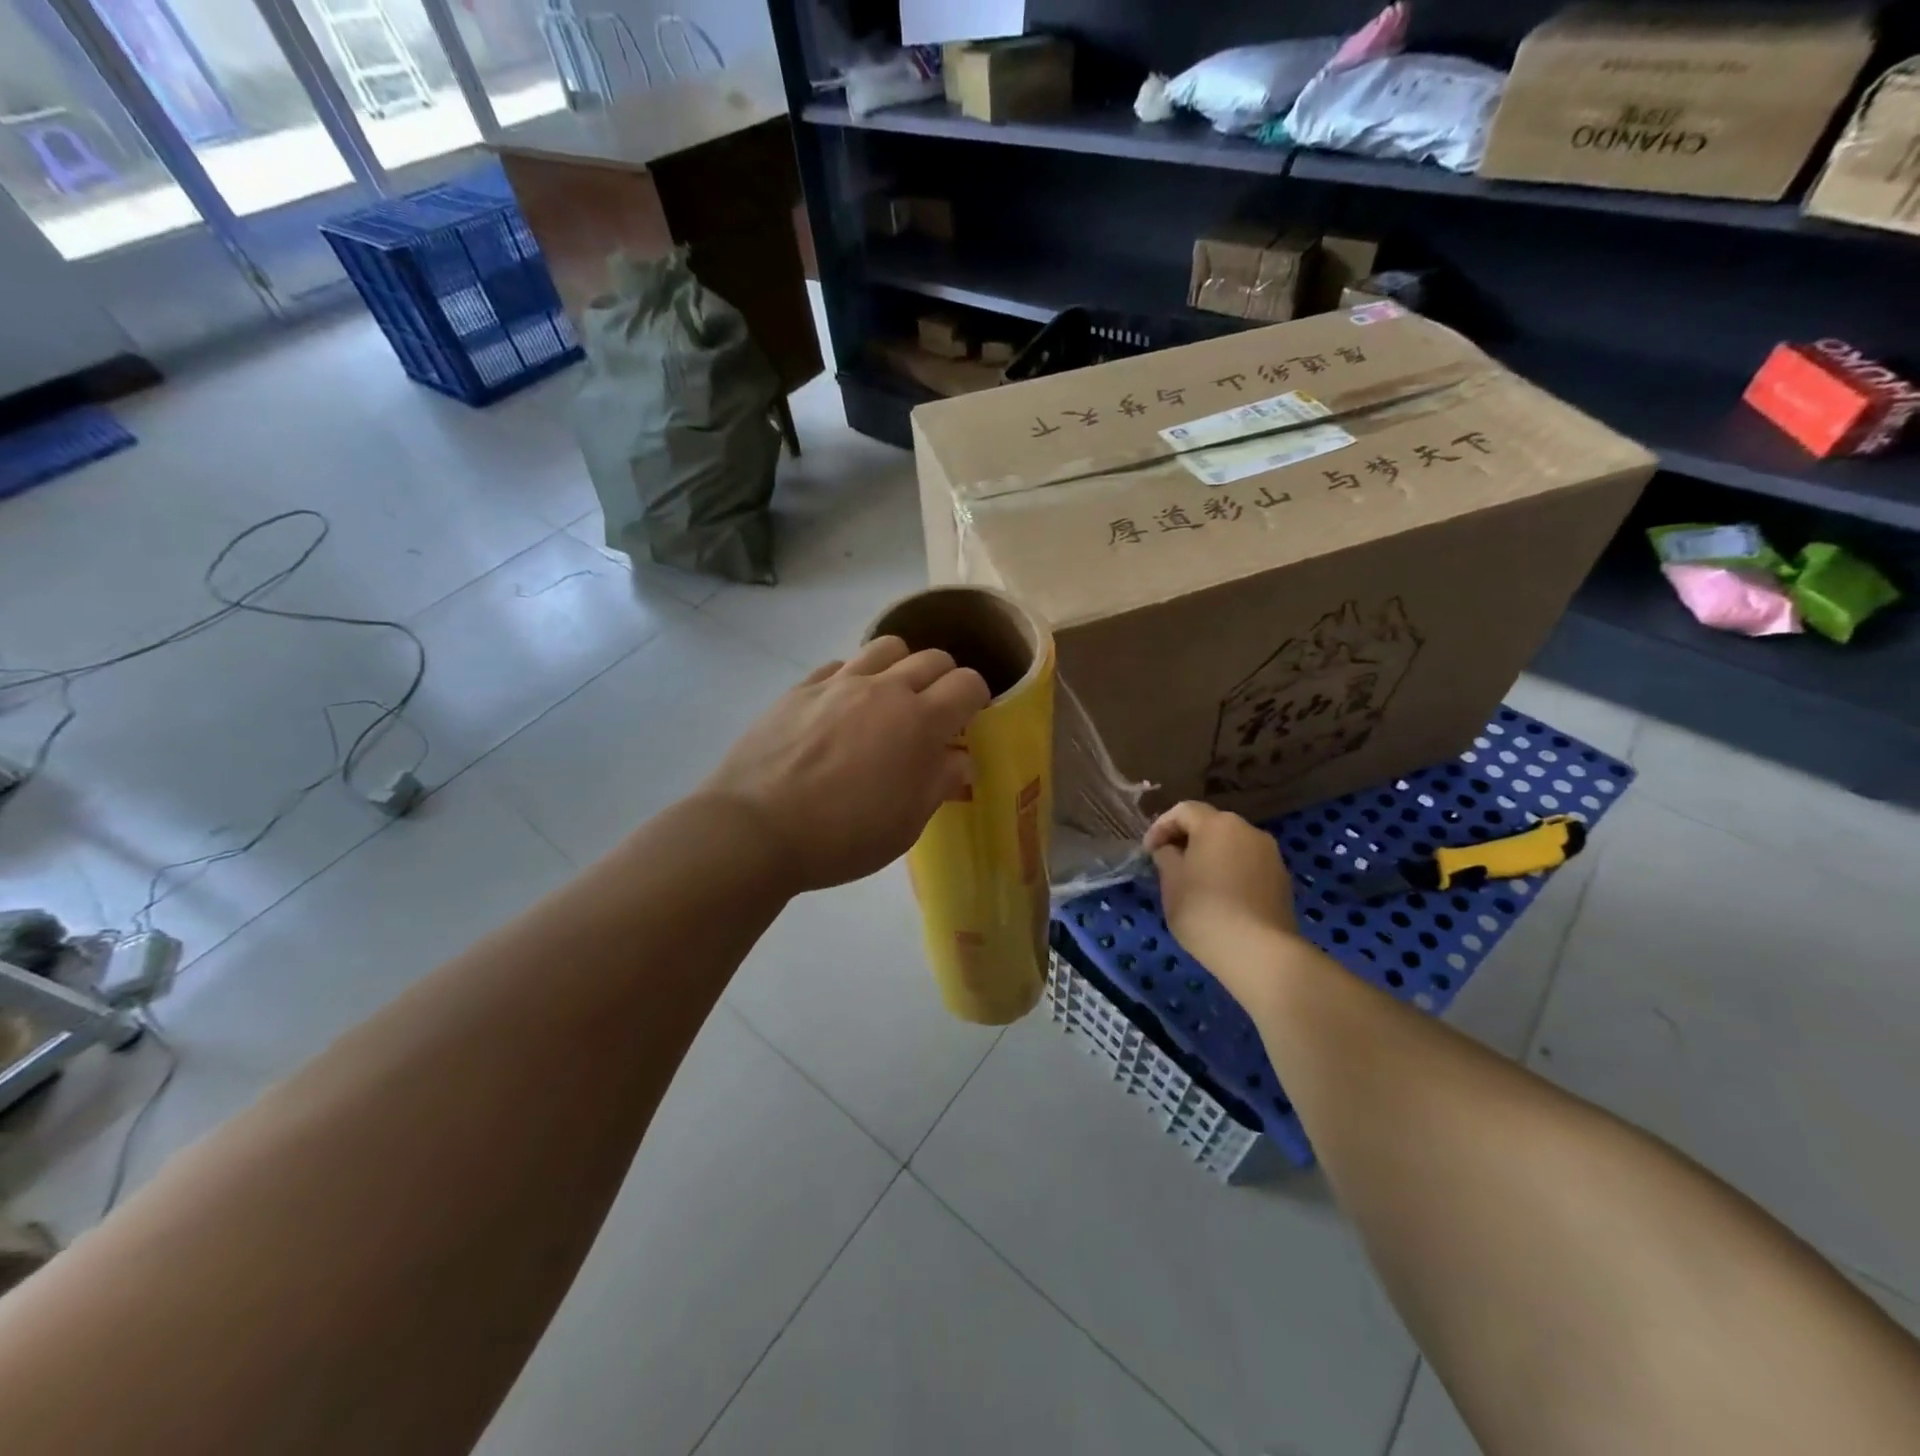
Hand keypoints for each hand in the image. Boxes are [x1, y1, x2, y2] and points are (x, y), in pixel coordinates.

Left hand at [700, 636, 990, 893]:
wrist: (756, 830)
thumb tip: (959, 758)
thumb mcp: (906, 825)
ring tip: (890, 700)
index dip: (977, 698)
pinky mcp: (800, 688)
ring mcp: (838, 683)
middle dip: (945, 680)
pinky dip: (854, 678)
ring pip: (886, 648)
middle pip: (932, 658)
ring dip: (901, 667)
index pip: (968, 684)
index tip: (969, 721)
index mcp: (919, 722)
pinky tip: (842, 708)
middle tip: (935, 713)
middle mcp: (884, 689)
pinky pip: (839, 665)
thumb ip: (940, 783)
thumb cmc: (842, 837)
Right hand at [1146, 802, 1301, 1000]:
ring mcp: (1270, 854)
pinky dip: (1232, 871)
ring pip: (1232, 844)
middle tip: (1170, 863)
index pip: (1183, 810)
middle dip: (1187, 839)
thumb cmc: (1204, 912)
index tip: (1148, 852)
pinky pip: (1249, 864)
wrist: (1259, 952)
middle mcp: (1247, 830)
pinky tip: (1222, 897)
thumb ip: (1166, 857)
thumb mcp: (1171, 883)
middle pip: (1211, 824)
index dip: (1161, 827)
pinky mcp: (1282, 878)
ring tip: (1196, 882)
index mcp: (1216, 825)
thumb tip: (1170, 850)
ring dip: (1211, 855)